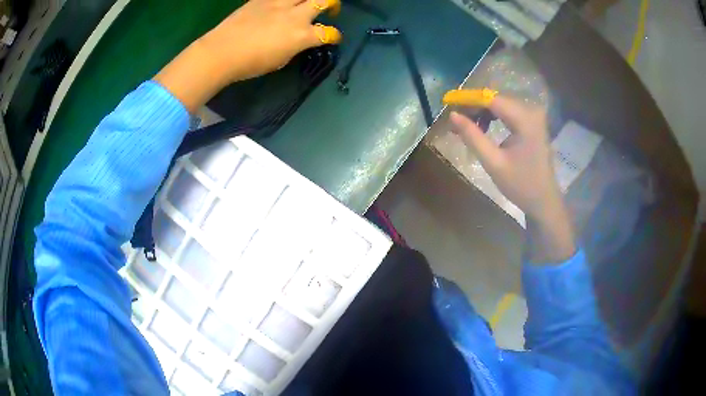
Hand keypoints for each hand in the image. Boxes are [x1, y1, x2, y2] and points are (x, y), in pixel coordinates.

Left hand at [200, 0, 342, 82]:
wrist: (221, 51)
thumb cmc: (250, 64)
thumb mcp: (280, 60)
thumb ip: (294, 46)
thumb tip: (298, 40)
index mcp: (301, 36)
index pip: (328, 33)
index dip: (334, 36)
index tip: (333, 38)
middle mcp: (295, 15)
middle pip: (324, 0)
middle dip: (333, 4)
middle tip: (330, 9)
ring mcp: (278, 3)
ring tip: (308, 2)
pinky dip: (286, 0)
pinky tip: (283, 4)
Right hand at [450, 96, 574, 262]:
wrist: (544, 200)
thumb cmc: (520, 185)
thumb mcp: (493, 162)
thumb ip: (472, 136)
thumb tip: (452, 115)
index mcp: (525, 119)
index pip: (491, 99)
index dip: (468, 100)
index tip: (448, 104)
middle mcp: (531, 110)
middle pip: (496, 99)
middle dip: (474, 107)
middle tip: (456, 122)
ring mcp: (533, 115)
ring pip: (500, 104)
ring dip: (482, 112)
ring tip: (467, 128)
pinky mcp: (533, 121)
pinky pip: (508, 111)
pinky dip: (493, 117)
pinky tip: (483, 129)